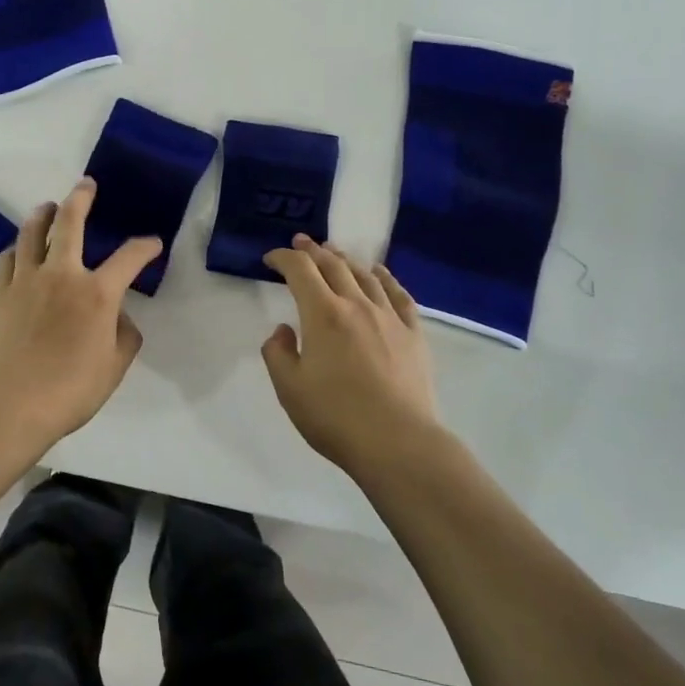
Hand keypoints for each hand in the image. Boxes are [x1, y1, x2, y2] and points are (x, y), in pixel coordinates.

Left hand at [0, 177, 162, 445]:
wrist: (10, 407)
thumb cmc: (70, 391)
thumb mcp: (115, 367)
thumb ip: (125, 335)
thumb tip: (118, 316)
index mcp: (97, 293)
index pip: (129, 258)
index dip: (145, 247)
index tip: (152, 244)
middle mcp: (61, 275)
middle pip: (70, 223)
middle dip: (81, 198)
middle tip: (86, 185)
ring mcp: (25, 281)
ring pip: (31, 233)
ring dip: (42, 214)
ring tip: (48, 207)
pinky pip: (8, 259)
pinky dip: (18, 249)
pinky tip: (20, 252)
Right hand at [261, 236, 446, 478]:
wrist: (398, 442)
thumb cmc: (335, 417)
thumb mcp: (289, 389)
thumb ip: (277, 353)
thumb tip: (283, 330)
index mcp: (322, 314)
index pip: (300, 270)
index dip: (283, 258)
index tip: (271, 259)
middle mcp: (356, 305)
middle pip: (333, 265)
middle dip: (313, 250)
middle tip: (301, 242)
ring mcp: (389, 317)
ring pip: (365, 275)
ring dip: (345, 259)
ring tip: (334, 254)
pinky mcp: (413, 334)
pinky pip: (399, 295)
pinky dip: (386, 278)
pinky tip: (380, 273)